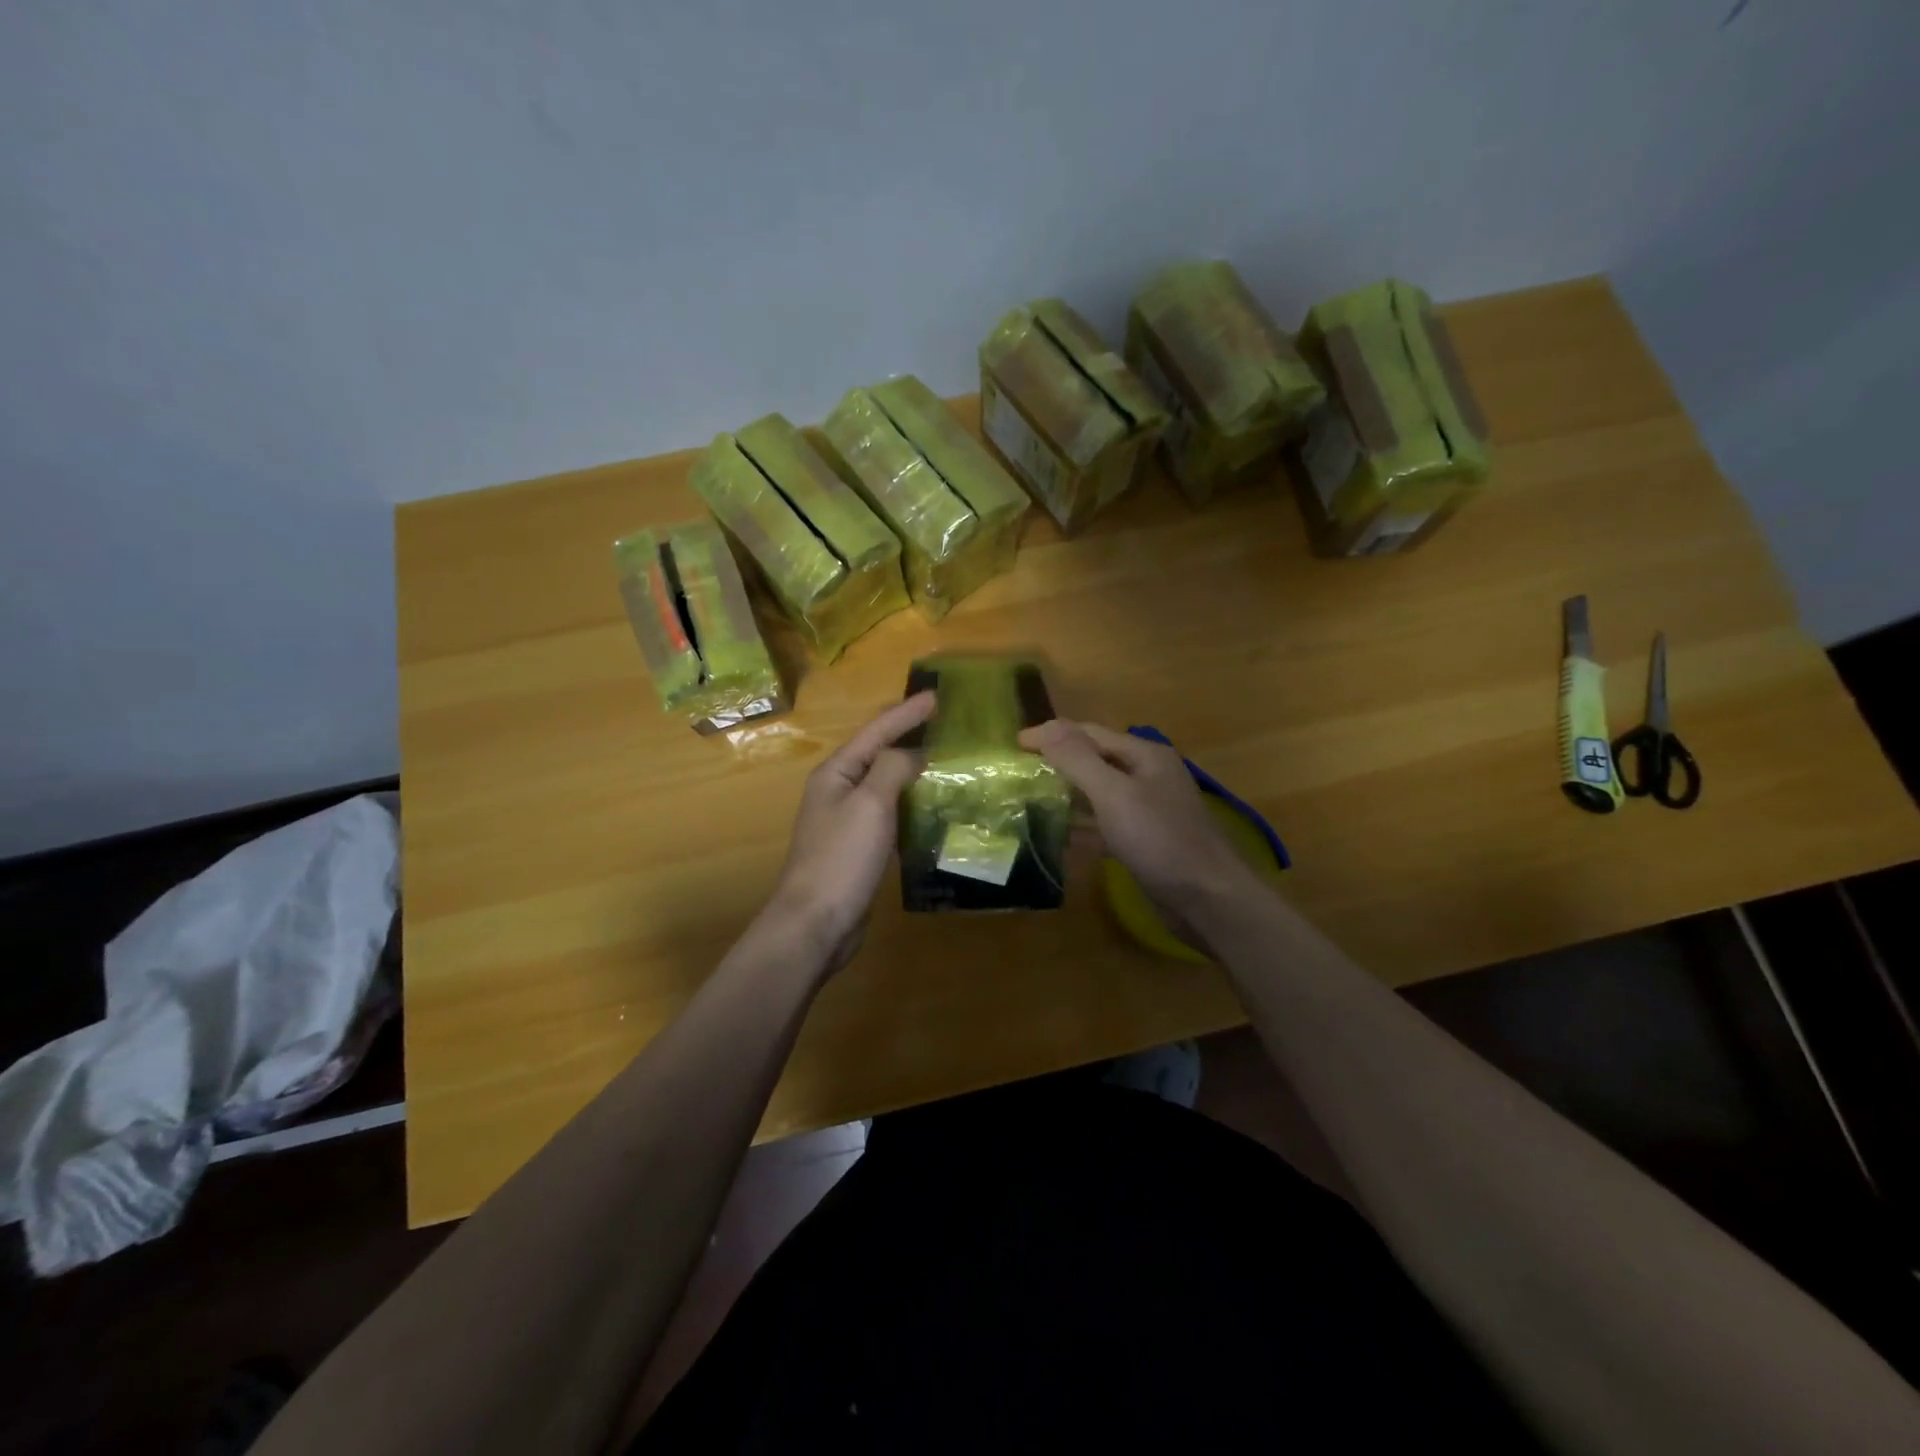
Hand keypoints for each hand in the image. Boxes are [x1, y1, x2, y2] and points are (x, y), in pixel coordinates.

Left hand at [762, 691, 935, 973]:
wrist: (816, 923)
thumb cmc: (841, 858)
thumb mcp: (869, 804)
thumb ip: (892, 768)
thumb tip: (915, 755)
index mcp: (836, 772)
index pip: (876, 731)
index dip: (907, 712)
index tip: (938, 696)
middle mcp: (839, 790)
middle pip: (878, 752)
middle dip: (909, 733)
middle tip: (945, 721)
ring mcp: (848, 820)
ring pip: (886, 782)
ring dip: (913, 767)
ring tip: (946, 757)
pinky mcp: (860, 847)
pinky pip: (891, 812)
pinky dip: (912, 801)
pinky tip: (933, 804)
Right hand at [1019, 719, 1257, 927]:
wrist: (1209, 900)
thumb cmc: (1160, 839)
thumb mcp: (1114, 794)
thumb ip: (1078, 759)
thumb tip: (1044, 726)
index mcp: (1144, 756)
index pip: (1089, 733)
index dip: (1052, 735)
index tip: (1014, 746)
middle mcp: (1147, 776)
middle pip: (1095, 761)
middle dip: (1058, 763)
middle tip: (1018, 773)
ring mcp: (1148, 811)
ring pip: (1099, 794)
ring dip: (1067, 796)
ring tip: (1029, 801)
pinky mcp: (1145, 842)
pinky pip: (1106, 826)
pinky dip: (1082, 827)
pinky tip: (1057, 836)